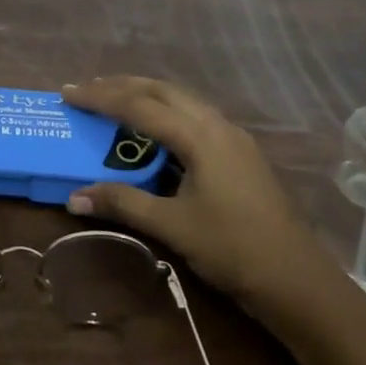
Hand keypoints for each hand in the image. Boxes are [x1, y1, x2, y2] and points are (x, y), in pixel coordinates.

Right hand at [61, 75, 323, 302]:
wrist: (297, 278)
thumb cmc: (233, 249)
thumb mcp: (173, 226)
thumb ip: (124, 204)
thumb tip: (74, 197)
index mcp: (200, 135)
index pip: (139, 106)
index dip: (100, 98)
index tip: (68, 92)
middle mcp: (217, 124)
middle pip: (162, 90)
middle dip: (122, 86)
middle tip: (88, 89)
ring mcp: (233, 137)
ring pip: (182, 100)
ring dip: (146, 96)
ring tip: (115, 101)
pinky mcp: (240, 152)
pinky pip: (195, 117)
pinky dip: (166, 113)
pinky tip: (155, 131)